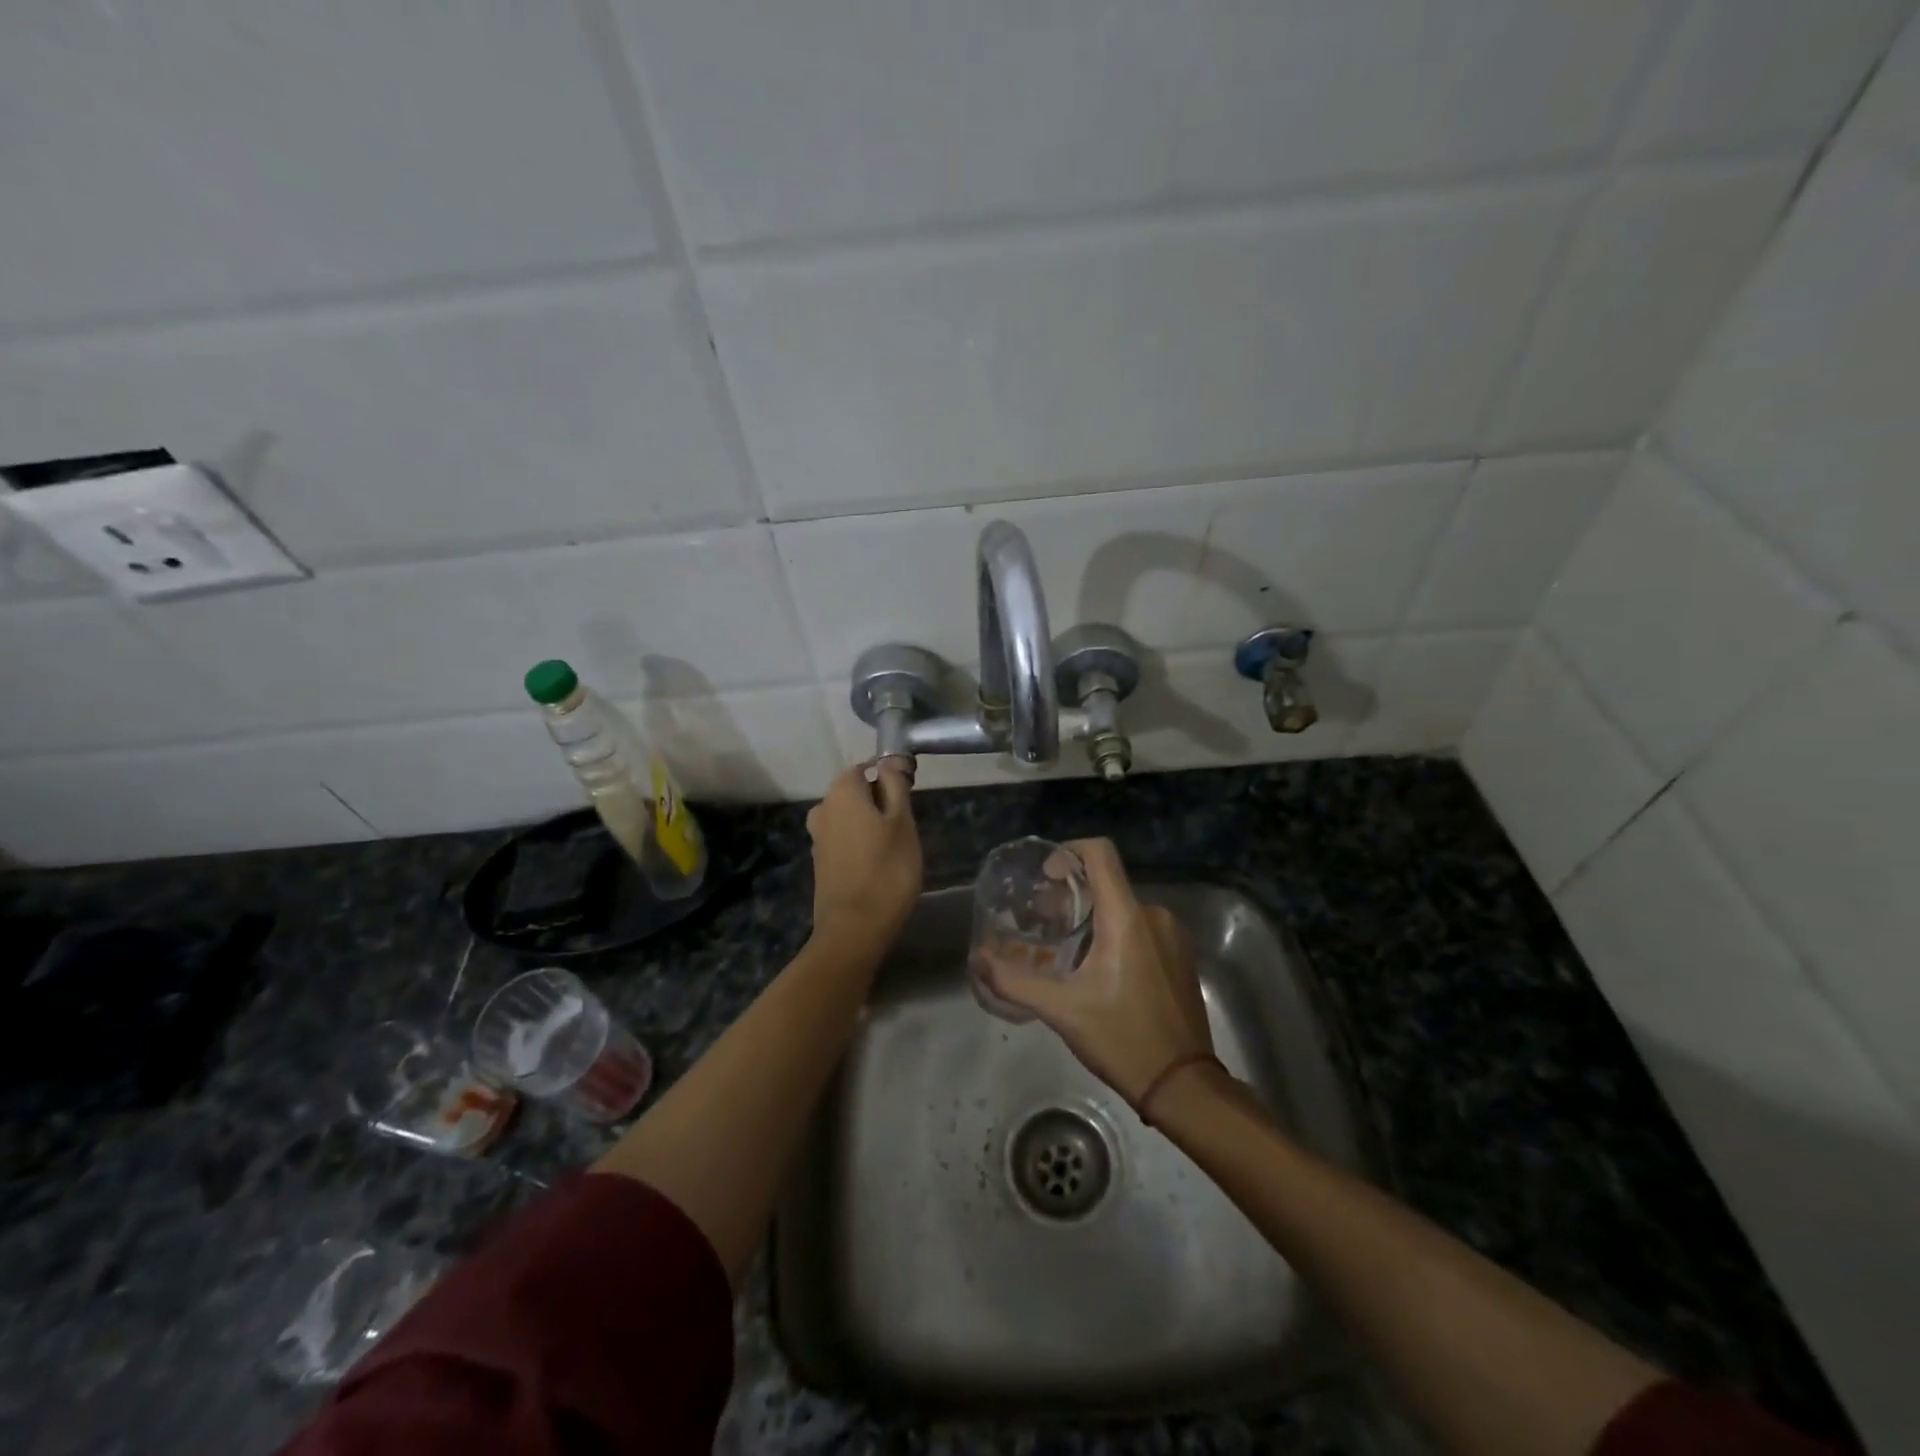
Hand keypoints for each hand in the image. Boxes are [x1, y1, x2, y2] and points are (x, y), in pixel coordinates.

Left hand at [806, 761, 920, 953]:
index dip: (891, 778)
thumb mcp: (902, 821)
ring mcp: (818, 836)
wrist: (854, 929)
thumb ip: (896, 785)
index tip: (910, 799)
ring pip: (852, 817)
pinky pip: (845, 839)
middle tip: (906, 828)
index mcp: (842, 791)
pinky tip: (878, 865)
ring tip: (896, 849)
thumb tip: (890, 760)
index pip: (868, 767)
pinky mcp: (820, 861)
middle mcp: (823, 807)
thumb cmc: (887, 869)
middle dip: (882, 803)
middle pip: (857, 792)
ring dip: (872, 825)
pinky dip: (861, 844)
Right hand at [980, 838, 1213, 1111]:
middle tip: (1044, 923)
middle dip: (1072, 895)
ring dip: (1094, 918)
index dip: (1069, 851)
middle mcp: (1154, 915)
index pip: (1100, 853)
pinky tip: (1100, 969)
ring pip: (1124, 908)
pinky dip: (1117, 934)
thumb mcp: (1061, 1011)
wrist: (1183, 1084)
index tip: (1047, 876)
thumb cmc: (1121, 1039)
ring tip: (1067, 949)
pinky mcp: (1182, 956)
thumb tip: (977, 960)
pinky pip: (1143, 928)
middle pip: (1108, 883)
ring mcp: (1173, 935)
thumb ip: (1014, 981)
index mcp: (1126, 918)